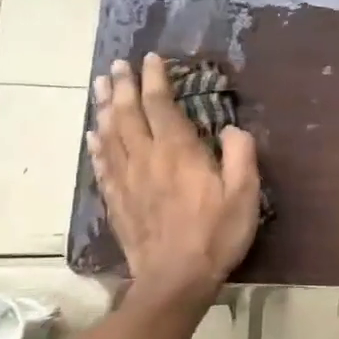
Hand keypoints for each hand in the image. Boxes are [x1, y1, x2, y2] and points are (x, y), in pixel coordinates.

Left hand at [88, 55, 259, 304]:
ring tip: (101, 87)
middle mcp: (146, 158)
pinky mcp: (117, 201)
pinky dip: (97, 144)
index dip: (155, 79)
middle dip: (124, 86)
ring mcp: (126, 180)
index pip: (161, 105)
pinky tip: (94, 134)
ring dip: (105, 107)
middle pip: (128, 114)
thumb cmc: (216, 235)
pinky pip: (102, 164)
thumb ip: (241, 155)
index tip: (151, 58)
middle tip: (118, 65)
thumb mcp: (244, 194)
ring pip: (110, 134)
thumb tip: (231, 129)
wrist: (174, 280)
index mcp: (178, 152)